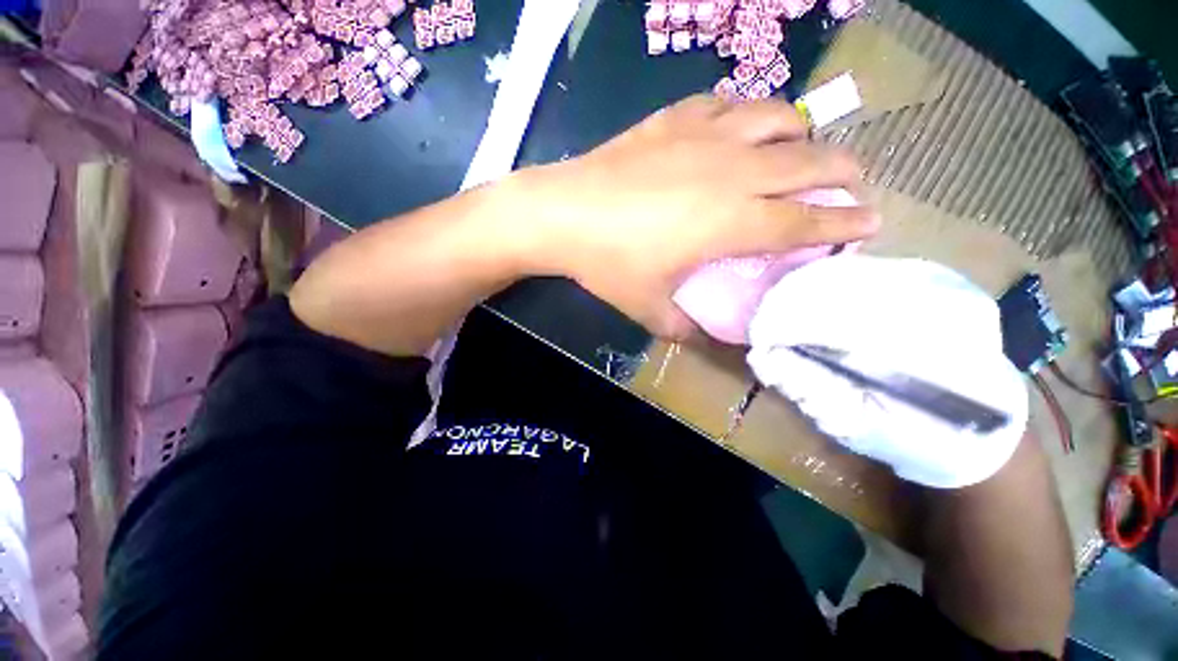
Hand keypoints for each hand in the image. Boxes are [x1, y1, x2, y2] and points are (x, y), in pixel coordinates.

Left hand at [518, 94, 879, 338]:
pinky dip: (748, 113)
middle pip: (808, 164)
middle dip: (843, 173)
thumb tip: (704, 335)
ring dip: (802, 134)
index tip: (873, 221)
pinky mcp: (675, 118)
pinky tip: (742, 126)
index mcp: (730, 223)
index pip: (804, 222)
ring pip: (777, 119)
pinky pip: (728, 103)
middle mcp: (731, 172)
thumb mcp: (649, 307)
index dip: (844, 223)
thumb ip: (683, 326)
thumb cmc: (607, 263)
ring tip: (803, 149)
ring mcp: (704, 136)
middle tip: (855, 183)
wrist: (563, 213)